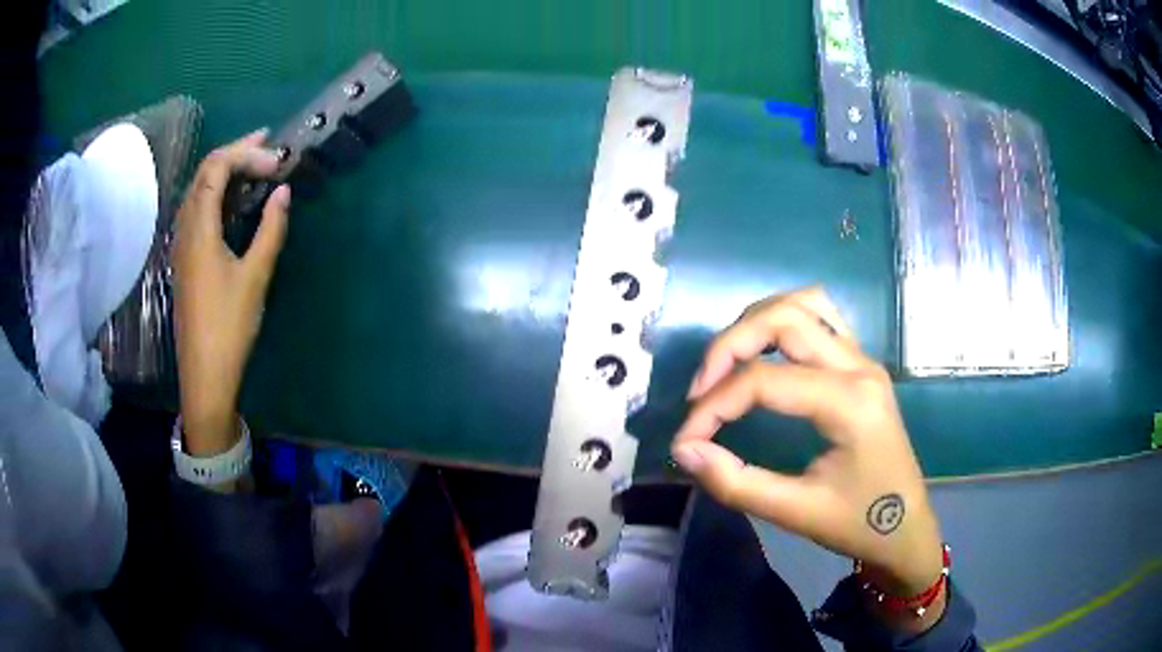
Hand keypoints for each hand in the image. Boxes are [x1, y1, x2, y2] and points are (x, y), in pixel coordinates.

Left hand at [172, 130, 290, 455]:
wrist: (204, 373)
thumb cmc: (229, 326)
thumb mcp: (255, 277)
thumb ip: (270, 229)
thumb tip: (283, 190)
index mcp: (199, 228)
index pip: (216, 168)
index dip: (246, 154)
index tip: (277, 161)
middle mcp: (185, 228)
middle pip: (204, 172)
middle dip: (236, 152)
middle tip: (268, 145)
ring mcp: (182, 243)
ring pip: (199, 190)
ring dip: (226, 171)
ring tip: (254, 164)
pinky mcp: (186, 257)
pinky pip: (198, 209)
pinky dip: (218, 193)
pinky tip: (235, 200)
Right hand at [671, 287, 942, 600]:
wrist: (906, 527)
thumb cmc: (859, 523)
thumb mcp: (796, 513)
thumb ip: (736, 483)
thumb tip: (685, 450)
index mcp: (849, 403)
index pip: (764, 381)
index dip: (712, 406)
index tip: (685, 440)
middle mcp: (858, 366)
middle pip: (782, 318)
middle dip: (729, 346)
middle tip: (700, 392)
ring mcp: (863, 358)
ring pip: (803, 304)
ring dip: (756, 323)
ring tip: (727, 365)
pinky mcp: (860, 363)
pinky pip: (820, 316)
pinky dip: (782, 322)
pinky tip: (764, 352)